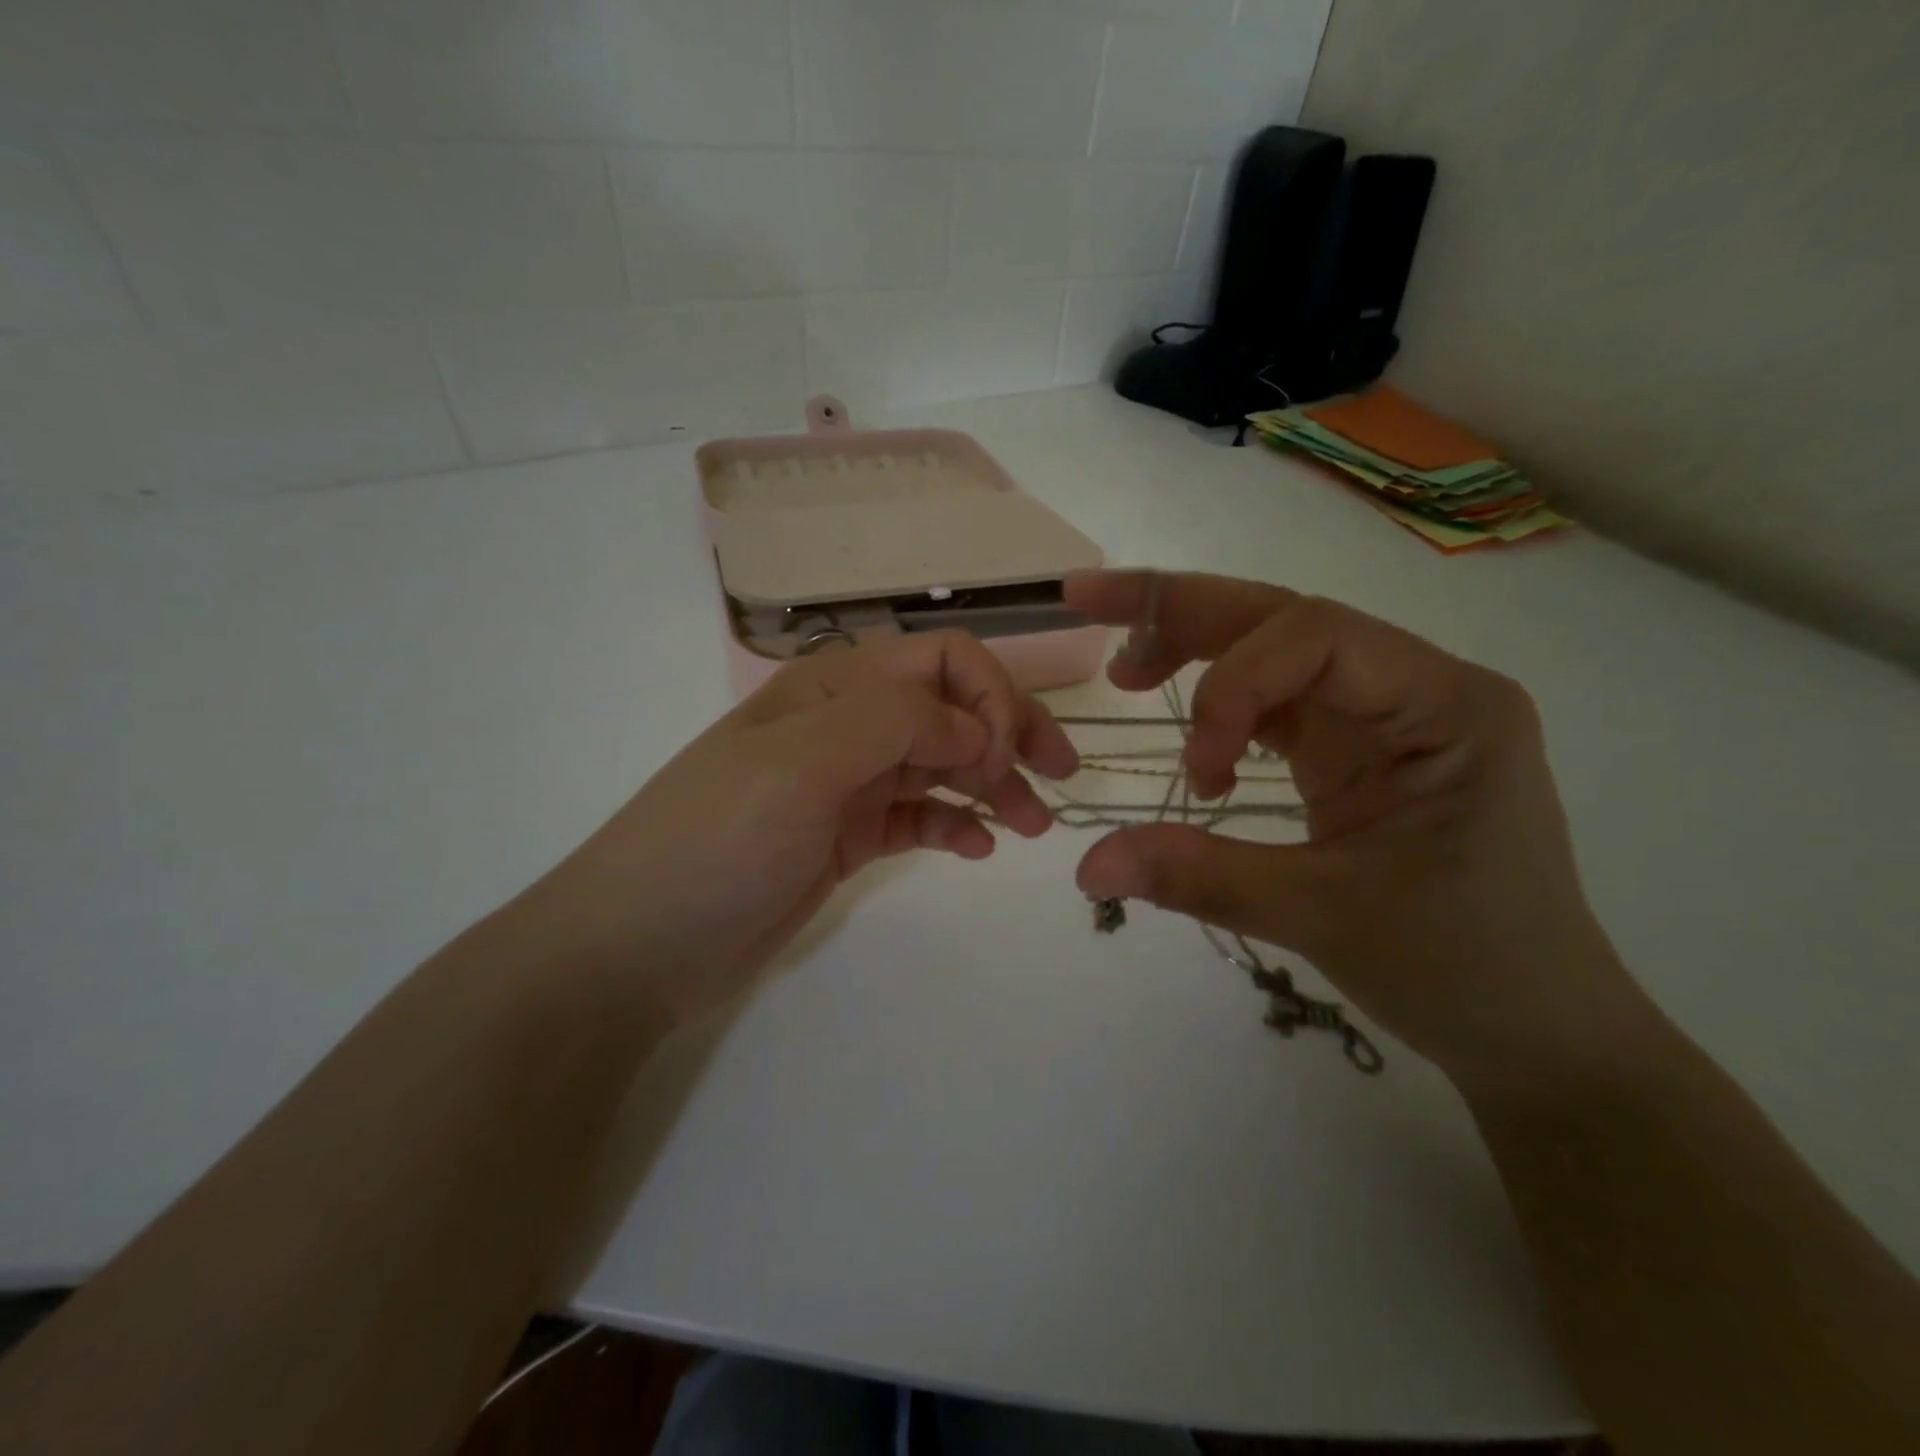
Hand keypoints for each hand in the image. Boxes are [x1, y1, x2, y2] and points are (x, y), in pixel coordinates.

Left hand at [513, 631, 1077, 1026]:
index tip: (1005, 757)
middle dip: (1007, 735)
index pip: (936, 662)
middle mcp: (844, 727)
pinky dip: (954, 824)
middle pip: (948, 710)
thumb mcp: (800, 766)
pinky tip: (979, 849)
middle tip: (1058, 780)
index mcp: (831, 691)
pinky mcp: (845, 838)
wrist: (634, 947)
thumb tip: (973, 725)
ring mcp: (845, 785)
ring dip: (992, 785)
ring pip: (940, 765)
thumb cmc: (713, 843)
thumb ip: (893, 725)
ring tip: (1032, 826)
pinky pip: (917, 816)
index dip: (986, 696)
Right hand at [1064, 570, 1641, 1080]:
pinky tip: (1188, 736)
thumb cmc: (1462, 968)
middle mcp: (1419, 688)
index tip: (1197, 776)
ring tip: (1125, 670)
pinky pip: (1282, 703)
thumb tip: (1085, 866)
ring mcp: (1389, 717)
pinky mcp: (1362, 749)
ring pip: (1277, 651)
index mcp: (1445, 706)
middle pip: (1287, 620)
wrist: (1535, 1028)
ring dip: (1196, 649)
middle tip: (1089, 601)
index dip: (1231, 683)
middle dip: (1184, 609)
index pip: (1318, 637)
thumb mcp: (1321, 917)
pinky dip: (1225, 708)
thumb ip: (1199, 877)